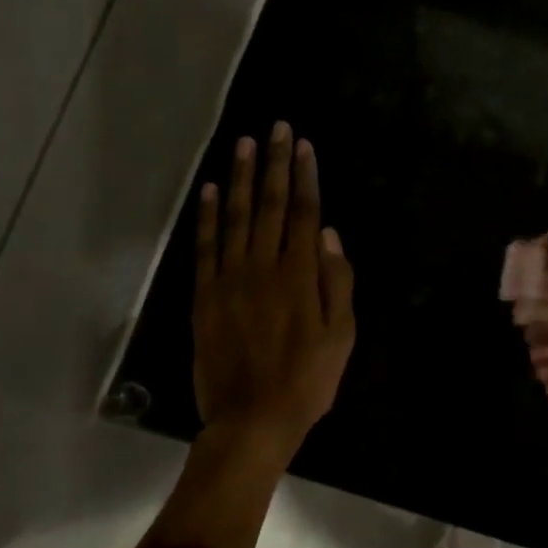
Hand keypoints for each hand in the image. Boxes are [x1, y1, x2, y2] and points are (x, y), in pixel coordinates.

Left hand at [193, 123, 354, 459]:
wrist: (252, 420)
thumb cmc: (308, 380)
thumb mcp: (342, 336)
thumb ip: (338, 283)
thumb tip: (332, 236)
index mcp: (300, 275)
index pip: (305, 214)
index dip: (305, 177)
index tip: (303, 145)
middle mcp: (264, 267)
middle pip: (271, 205)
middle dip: (274, 163)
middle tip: (275, 128)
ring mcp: (230, 279)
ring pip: (236, 217)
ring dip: (241, 178)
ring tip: (243, 145)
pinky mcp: (205, 296)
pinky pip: (205, 247)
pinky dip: (207, 217)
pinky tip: (209, 191)